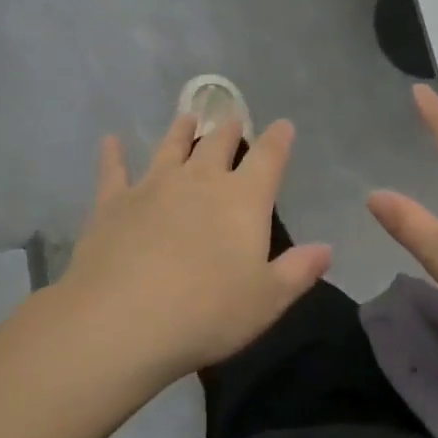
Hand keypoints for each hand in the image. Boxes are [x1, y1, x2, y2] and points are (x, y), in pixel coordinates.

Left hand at [59, 113, 332, 379]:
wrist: (122, 320)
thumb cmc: (208, 312)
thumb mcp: (267, 300)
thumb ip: (298, 271)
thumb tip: (326, 249)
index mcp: (243, 199)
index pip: (268, 158)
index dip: (278, 140)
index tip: (283, 125)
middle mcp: (200, 181)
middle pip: (218, 145)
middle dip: (229, 130)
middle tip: (232, 118)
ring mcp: (153, 186)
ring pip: (171, 148)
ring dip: (181, 131)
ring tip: (188, 117)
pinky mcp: (113, 203)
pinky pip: (114, 170)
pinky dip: (113, 155)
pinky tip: (110, 141)